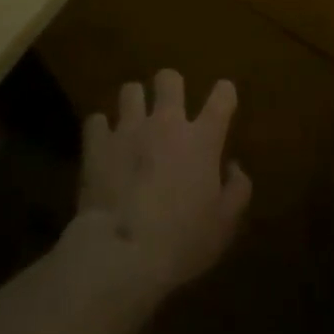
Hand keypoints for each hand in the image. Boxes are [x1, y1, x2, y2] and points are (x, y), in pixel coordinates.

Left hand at [71, 70, 251, 305]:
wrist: (123, 254)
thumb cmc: (182, 242)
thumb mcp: (224, 225)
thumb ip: (237, 190)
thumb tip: (233, 167)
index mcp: (202, 139)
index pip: (222, 97)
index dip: (224, 92)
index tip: (223, 98)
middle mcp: (166, 123)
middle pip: (169, 79)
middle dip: (170, 87)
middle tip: (169, 107)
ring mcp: (128, 129)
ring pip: (130, 91)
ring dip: (134, 104)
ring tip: (133, 122)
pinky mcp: (97, 144)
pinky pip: (96, 120)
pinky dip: (101, 130)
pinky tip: (103, 144)